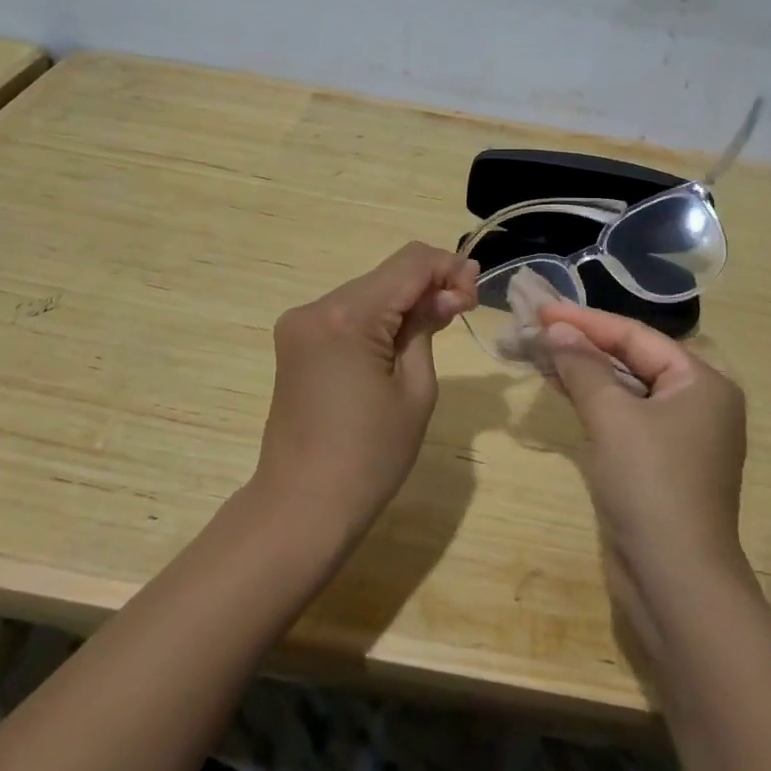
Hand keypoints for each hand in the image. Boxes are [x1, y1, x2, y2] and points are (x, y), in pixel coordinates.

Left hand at [251, 243, 477, 547]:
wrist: (302, 507)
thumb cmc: (370, 457)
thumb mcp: (416, 390)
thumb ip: (427, 327)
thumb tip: (447, 293)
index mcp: (347, 317)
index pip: (410, 263)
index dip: (449, 267)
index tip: (475, 294)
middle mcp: (316, 308)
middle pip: (387, 274)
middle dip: (429, 284)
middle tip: (462, 311)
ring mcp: (299, 324)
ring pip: (368, 291)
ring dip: (404, 301)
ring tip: (434, 329)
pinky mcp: (295, 342)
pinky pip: (347, 313)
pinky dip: (378, 318)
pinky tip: (397, 342)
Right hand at [538, 304, 749, 651]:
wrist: (674, 582)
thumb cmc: (650, 484)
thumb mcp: (612, 416)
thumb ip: (583, 365)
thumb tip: (555, 329)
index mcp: (702, 382)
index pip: (635, 335)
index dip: (585, 321)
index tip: (541, 307)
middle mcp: (698, 402)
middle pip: (631, 359)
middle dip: (581, 344)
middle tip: (534, 327)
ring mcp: (679, 436)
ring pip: (624, 388)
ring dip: (582, 371)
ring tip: (537, 351)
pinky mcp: (659, 465)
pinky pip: (623, 417)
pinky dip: (592, 401)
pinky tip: (559, 387)